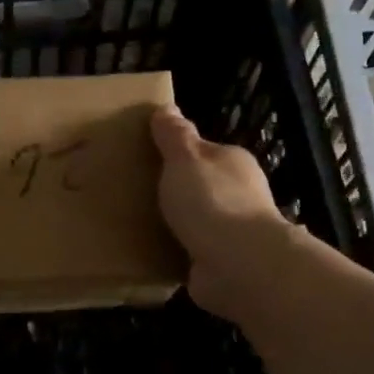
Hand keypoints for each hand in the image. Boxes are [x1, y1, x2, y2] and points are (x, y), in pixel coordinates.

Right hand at [152, 107, 294, 323]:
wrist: (238, 264)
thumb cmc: (211, 201)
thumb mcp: (185, 159)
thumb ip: (174, 136)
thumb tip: (167, 108)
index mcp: (232, 162)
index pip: (202, 152)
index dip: (175, 155)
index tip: (145, 161)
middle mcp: (239, 194)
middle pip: (201, 187)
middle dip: (175, 192)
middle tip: (135, 195)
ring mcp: (233, 232)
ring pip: (197, 222)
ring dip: (175, 226)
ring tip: (136, 226)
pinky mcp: (222, 263)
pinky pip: (192, 253)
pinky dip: (176, 254)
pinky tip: (151, 255)